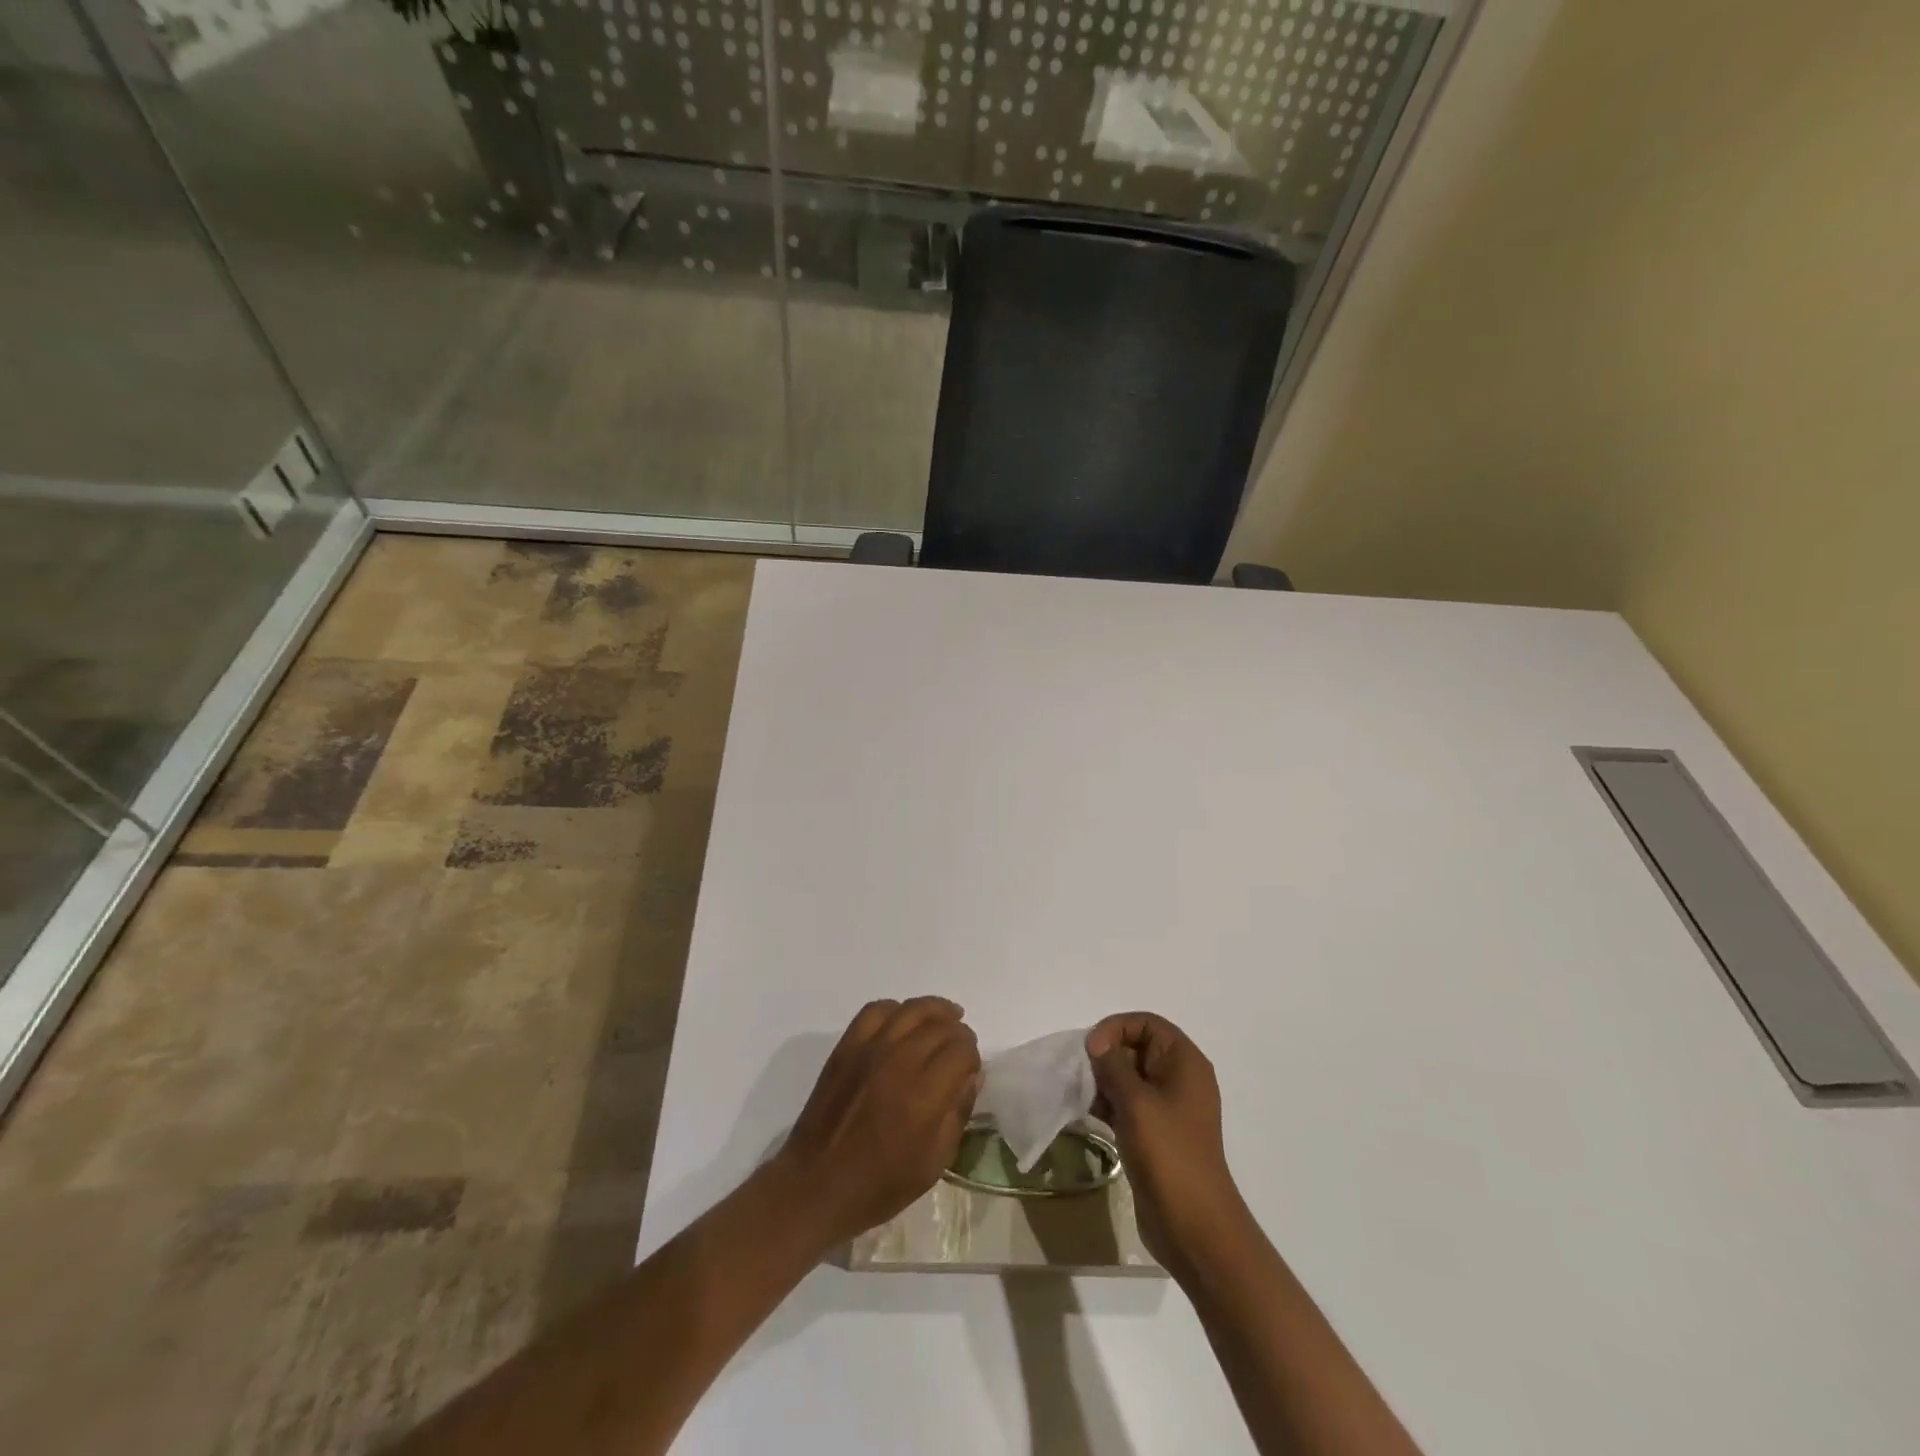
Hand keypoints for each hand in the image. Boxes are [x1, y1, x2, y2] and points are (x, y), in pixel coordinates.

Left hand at [775, 997, 979, 1252]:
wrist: (816, 1186)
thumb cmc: (879, 1185)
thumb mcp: (933, 1164)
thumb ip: (958, 1114)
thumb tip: (972, 1076)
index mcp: (924, 1096)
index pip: (961, 1049)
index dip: (973, 1055)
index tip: (971, 1068)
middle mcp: (899, 1062)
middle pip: (940, 1026)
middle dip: (958, 1033)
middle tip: (960, 1049)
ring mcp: (869, 1050)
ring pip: (911, 1010)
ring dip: (935, 1010)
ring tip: (946, 1017)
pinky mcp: (846, 1047)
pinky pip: (875, 1010)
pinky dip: (895, 1009)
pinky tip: (903, 1021)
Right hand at [1087, 1013, 1247, 1275]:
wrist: (1195, 1226)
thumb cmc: (1169, 1154)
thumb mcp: (1136, 1102)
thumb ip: (1113, 1065)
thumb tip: (1098, 1045)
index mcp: (1184, 1062)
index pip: (1146, 1023)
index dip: (1116, 1028)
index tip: (1091, 1050)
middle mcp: (1179, 1078)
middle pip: (1137, 1047)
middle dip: (1106, 1055)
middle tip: (1082, 1074)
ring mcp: (1169, 1108)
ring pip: (1129, 1076)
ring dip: (1104, 1081)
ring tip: (1082, 1095)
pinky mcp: (1157, 1133)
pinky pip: (1129, 1103)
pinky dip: (1109, 1103)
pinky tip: (1089, 1114)